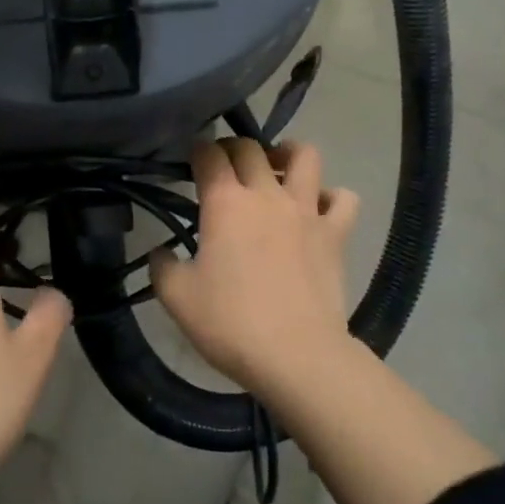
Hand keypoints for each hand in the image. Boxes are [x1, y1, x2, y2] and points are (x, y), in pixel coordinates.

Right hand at [150, 138, 359, 395]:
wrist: (296, 355)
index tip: (192, 161)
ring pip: (305, 156)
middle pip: (251, 147)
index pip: (209, 154)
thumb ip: (162, 266)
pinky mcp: (335, 234)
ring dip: (289, 155)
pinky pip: (343, 199)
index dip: (198, 150)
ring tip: (278, 170)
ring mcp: (306, 211)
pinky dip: (331, 198)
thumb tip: (161, 252)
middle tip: (225, 168)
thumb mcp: (176, 298)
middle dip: (233, 148)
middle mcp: (266, 194)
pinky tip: (318, 211)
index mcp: (225, 203)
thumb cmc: (230, 323)